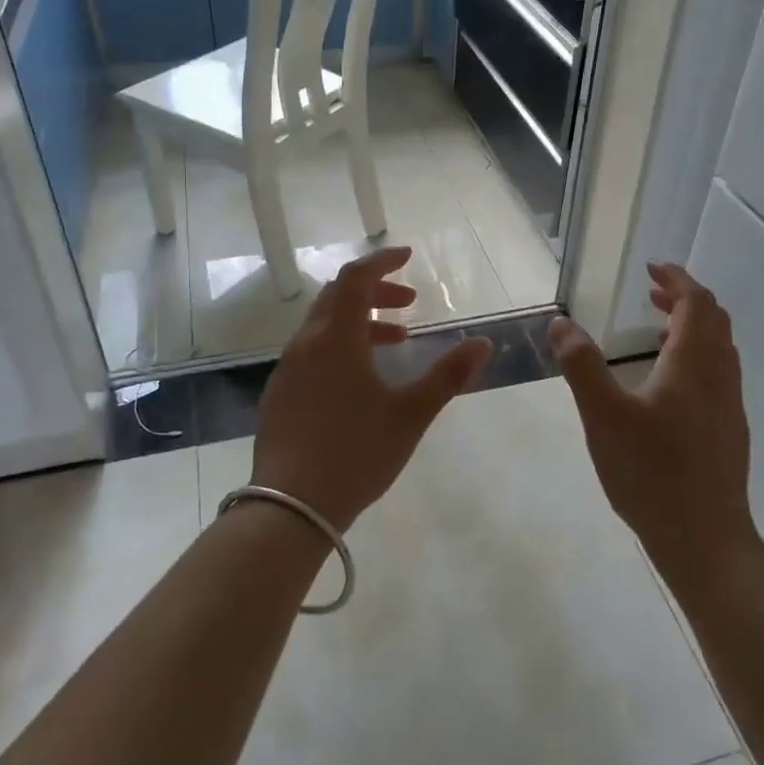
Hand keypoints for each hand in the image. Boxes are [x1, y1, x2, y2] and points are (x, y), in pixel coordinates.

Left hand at [253, 246, 491, 532]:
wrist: (289, 508)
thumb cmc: (356, 454)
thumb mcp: (410, 414)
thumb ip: (448, 376)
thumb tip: (484, 343)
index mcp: (335, 338)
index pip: (355, 278)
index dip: (382, 261)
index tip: (408, 256)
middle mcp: (305, 344)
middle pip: (338, 297)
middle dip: (376, 292)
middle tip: (410, 304)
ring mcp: (287, 370)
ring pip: (324, 326)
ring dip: (360, 323)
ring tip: (397, 342)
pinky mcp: (279, 394)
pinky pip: (312, 352)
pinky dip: (341, 346)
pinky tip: (361, 380)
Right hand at [547, 262, 756, 578]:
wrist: (705, 540)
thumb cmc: (651, 473)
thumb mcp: (603, 416)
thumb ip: (581, 366)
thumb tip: (561, 323)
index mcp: (694, 365)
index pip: (696, 302)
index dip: (676, 279)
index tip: (651, 268)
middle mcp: (719, 377)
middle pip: (714, 320)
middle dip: (684, 298)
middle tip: (651, 292)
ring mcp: (729, 406)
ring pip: (720, 348)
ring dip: (693, 326)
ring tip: (656, 328)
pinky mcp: (729, 431)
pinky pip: (718, 373)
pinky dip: (696, 355)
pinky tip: (667, 382)